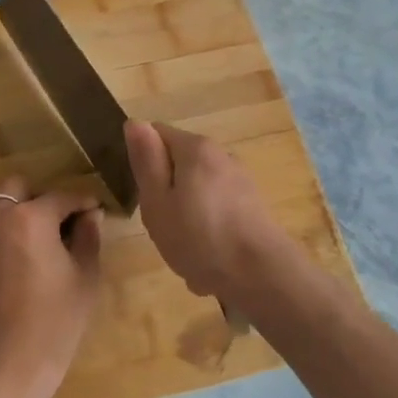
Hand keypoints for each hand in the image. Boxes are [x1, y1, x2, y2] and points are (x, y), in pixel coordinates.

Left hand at [0, 177, 102, 397]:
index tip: (94, 210)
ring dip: (9, 207)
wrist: (7, 361)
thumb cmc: (56, 320)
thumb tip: (91, 214)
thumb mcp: (85, 276)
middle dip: (40, 198)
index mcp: (32, 217)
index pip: (62, 197)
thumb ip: (88, 236)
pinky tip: (4, 249)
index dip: (82, 202)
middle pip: (18, 186)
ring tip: (27, 232)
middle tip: (57, 223)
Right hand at [125, 120, 283, 300]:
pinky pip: (216, 210)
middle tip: (161, 224)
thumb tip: (135, 122)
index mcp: (196, 148)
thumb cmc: (199, 237)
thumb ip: (146, 161)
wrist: (261, 275)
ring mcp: (240, 180)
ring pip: (197, 190)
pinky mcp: (252, 205)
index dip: (143, 161)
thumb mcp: (157, 201)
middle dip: (166, 191)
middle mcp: (221, 155)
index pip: (157, 134)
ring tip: (184, 247)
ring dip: (186, 214)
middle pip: (179, 163)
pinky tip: (208, 256)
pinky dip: (207, 228)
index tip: (142, 193)